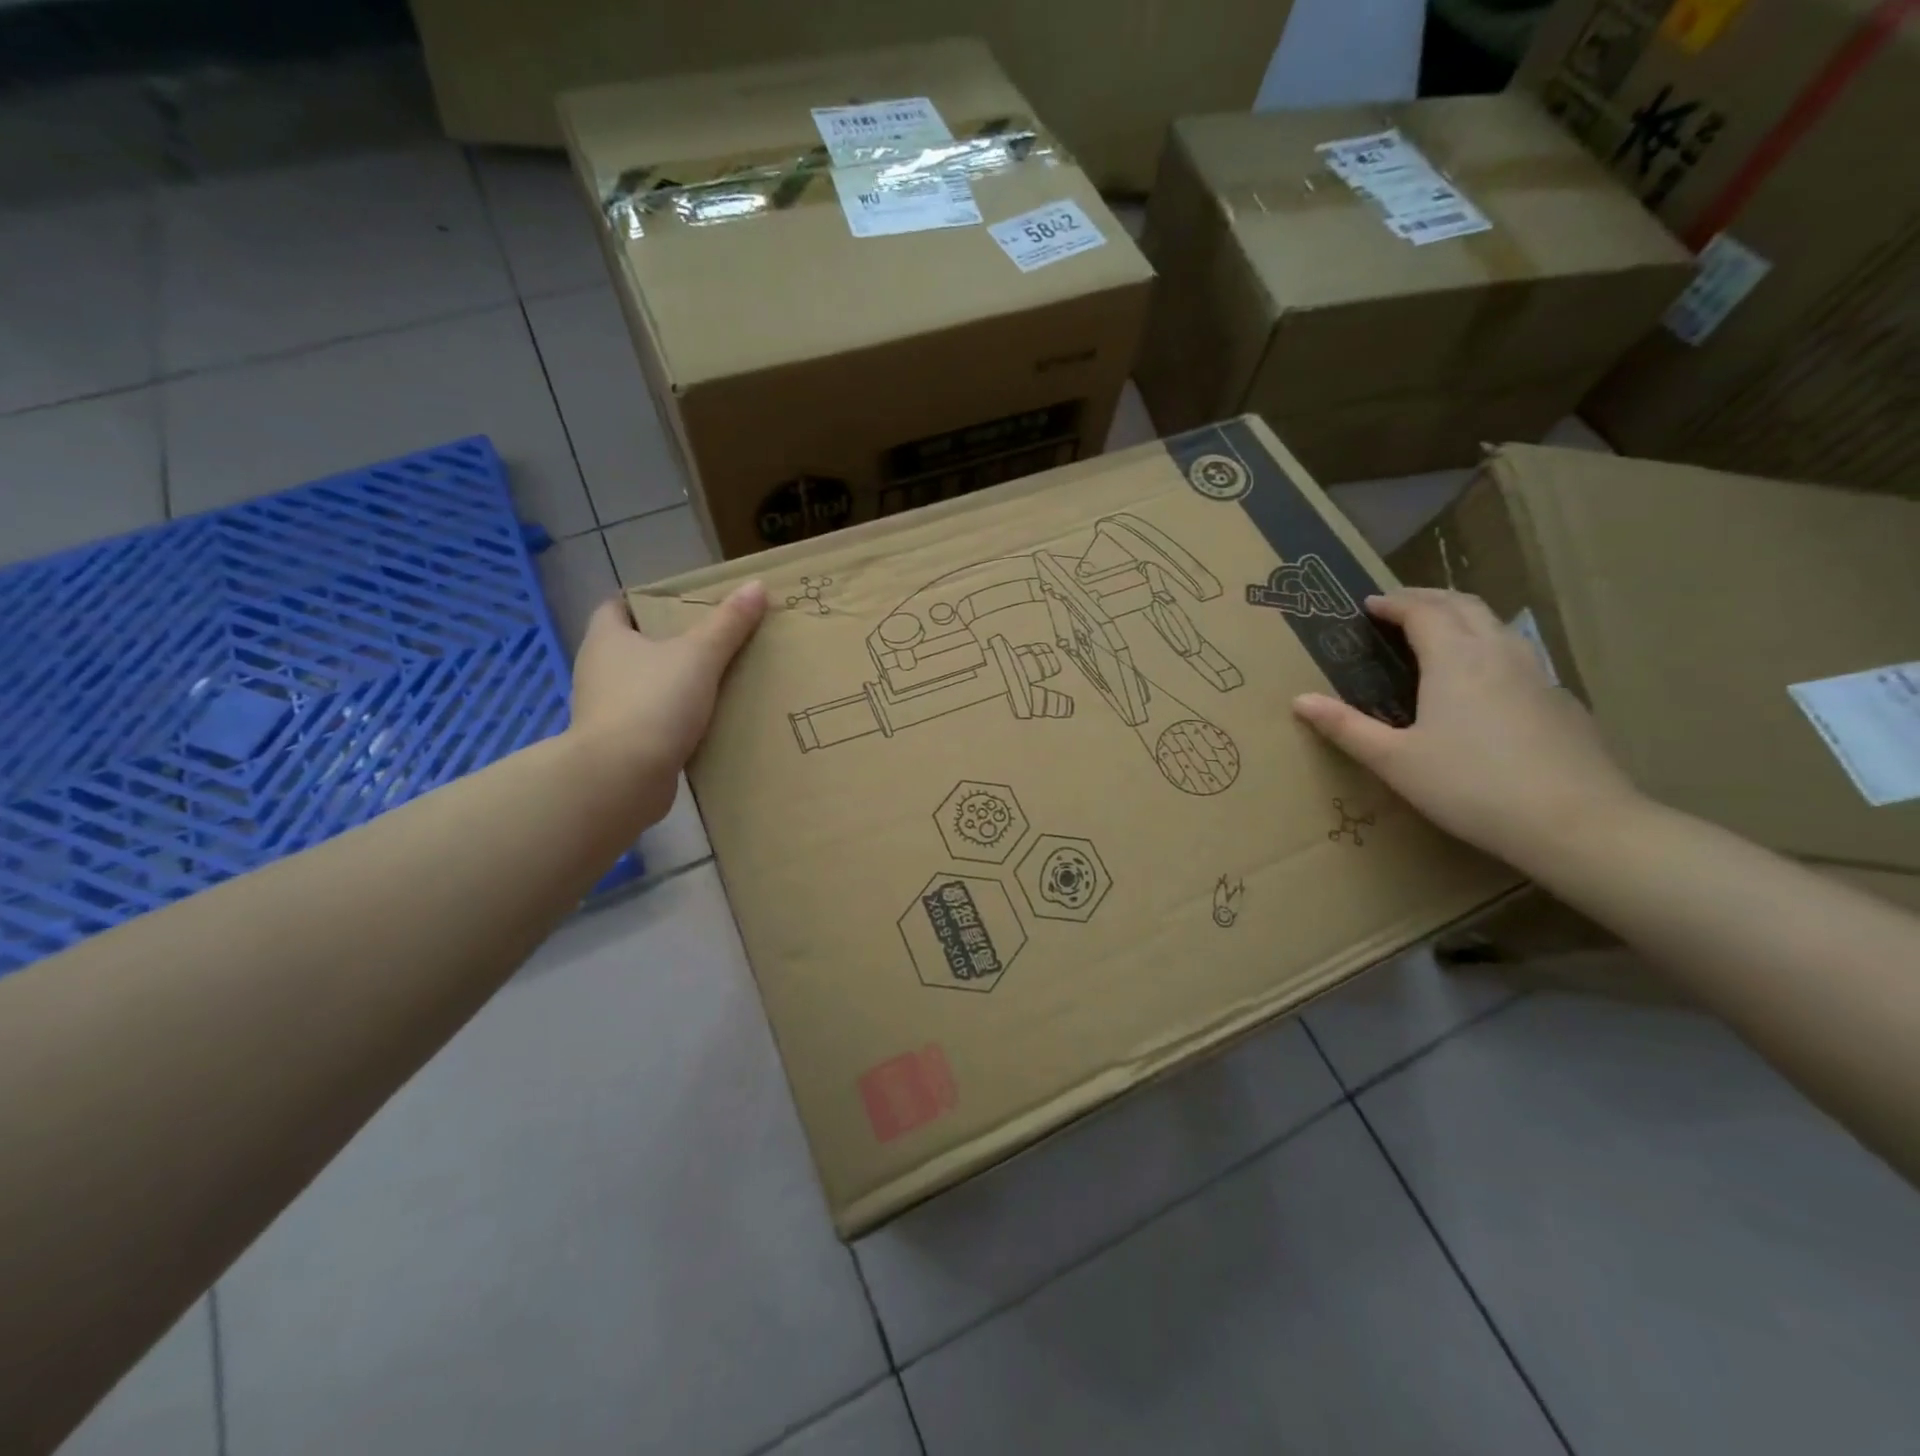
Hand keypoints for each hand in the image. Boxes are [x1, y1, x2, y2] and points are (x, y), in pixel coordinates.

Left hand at [568, 582, 766, 823]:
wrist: (622, 779)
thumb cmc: (653, 703)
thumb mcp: (699, 656)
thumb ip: (728, 623)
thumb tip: (756, 585)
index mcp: (606, 639)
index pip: (616, 606)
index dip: (645, 601)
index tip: (682, 605)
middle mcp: (598, 671)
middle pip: (633, 647)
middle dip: (668, 643)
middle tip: (713, 640)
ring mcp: (606, 711)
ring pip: (643, 686)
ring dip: (673, 684)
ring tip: (717, 682)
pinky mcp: (620, 745)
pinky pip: (651, 722)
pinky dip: (674, 720)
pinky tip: (706, 722)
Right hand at [1291, 589, 1640, 866]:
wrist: (1575, 822)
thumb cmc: (1470, 786)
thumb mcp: (1394, 761)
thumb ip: (1346, 727)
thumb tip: (1299, 700)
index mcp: (1455, 659)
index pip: (1422, 611)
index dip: (1392, 603)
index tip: (1367, 605)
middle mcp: (1498, 653)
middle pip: (1463, 605)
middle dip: (1427, 598)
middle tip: (1398, 606)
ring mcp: (1536, 675)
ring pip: (1496, 625)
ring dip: (1461, 616)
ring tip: (1437, 630)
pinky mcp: (1559, 700)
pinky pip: (1517, 654)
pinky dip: (1488, 646)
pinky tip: (1481, 680)